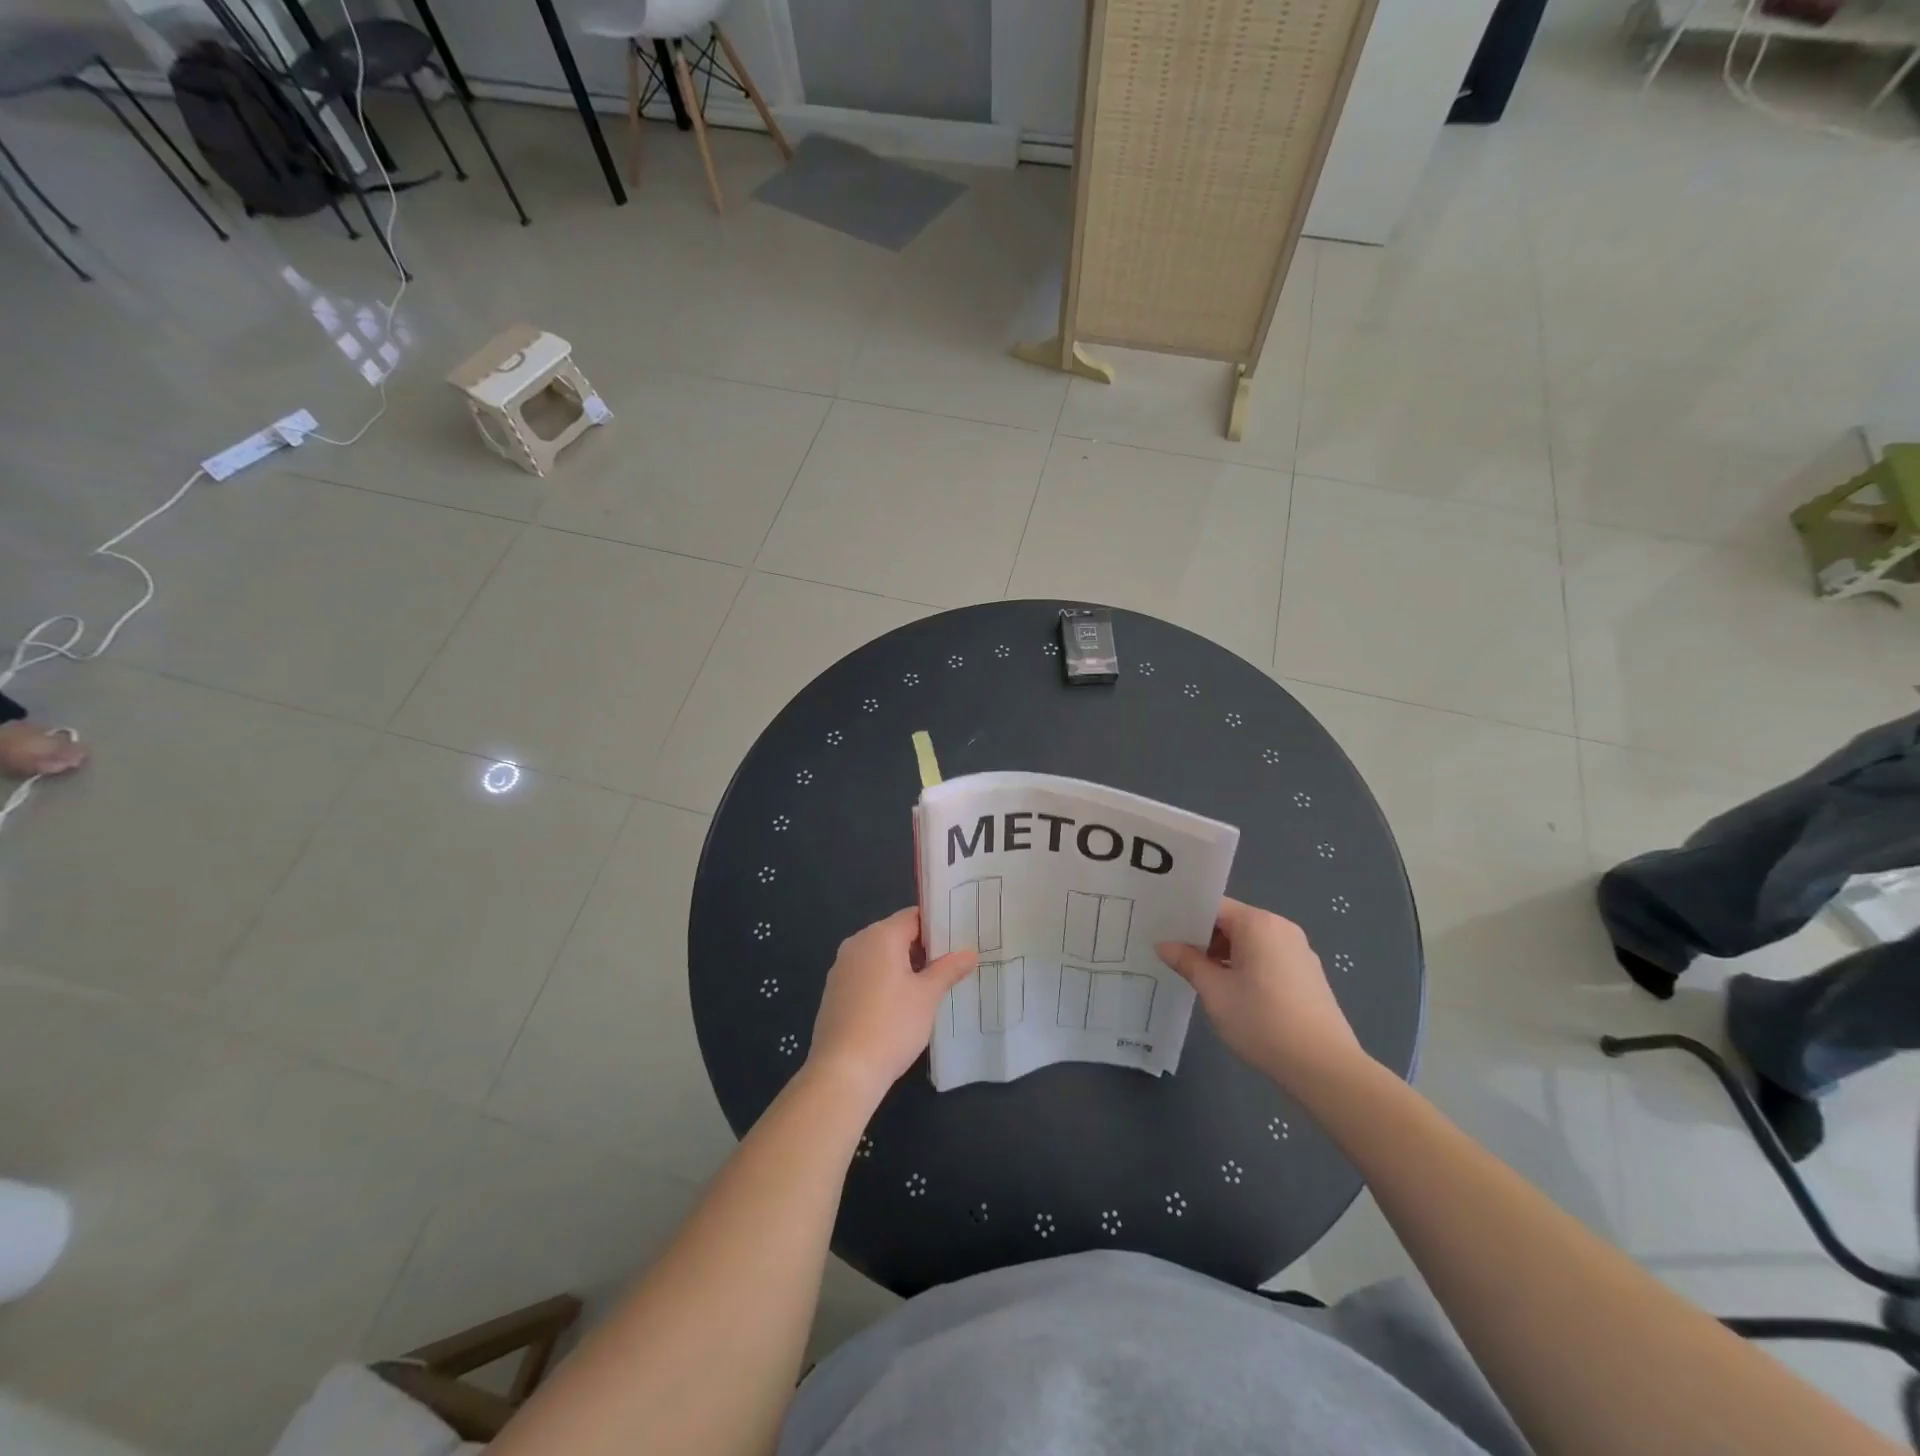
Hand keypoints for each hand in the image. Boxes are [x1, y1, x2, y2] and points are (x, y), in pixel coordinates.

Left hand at [807, 907, 976, 1105]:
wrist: (843, 1071)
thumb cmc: (891, 1026)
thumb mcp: (927, 996)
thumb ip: (948, 969)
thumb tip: (970, 952)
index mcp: (880, 936)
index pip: (913, 916)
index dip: (937, 925)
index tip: (958, 939)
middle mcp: (857, 943)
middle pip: (895, 934)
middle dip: (921, 947)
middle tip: (950, 964)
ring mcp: (841, 967)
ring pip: (879, 955)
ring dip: (903, 965)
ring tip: (930, 985)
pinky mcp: (834, 991)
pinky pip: (865, 974)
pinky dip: (883, 980)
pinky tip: (899, 1005)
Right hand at [1157, 898, 1366, 1095]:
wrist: (1325, 1068)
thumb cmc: (1263, 1021)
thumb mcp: (1215, 992)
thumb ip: (1188, 962)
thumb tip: (1164, 944)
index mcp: (1258, 923)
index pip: (1214, 907)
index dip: (1186, 919)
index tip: (1163, 933)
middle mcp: (1281, 928)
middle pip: (1233, 922)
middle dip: (1204, 939)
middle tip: (1174, 957)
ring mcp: (1299, 951)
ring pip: (1251, 942)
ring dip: (1225, 956)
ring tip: (1201, 978)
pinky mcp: (1308, 975)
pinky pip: (1268, 958)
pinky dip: (1247, 967)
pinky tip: (1234, 994)